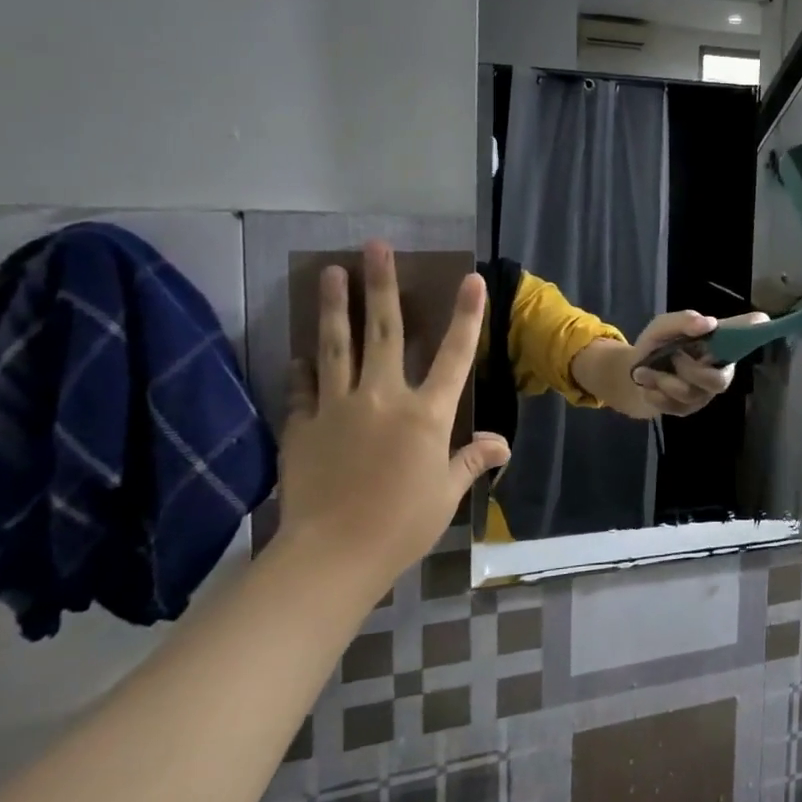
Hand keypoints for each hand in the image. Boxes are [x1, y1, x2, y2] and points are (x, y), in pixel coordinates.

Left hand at [278, 241, 509, 593]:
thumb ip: (472, 459)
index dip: (466, 315)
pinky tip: (300, 352)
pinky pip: (304, 388)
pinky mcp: (303, 426)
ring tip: (329, 272)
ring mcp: (338, 408)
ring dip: (335, 307)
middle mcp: (383, 398)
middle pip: (384, 332)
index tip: (470, 278)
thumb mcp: (446, 493)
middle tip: (375, 247)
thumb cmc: (402, 524)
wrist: (333, 554)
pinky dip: (304, 368)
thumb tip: (501, 442)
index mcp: (426, 414)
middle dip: (382, 285)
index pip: (454, 356)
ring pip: (337, 346)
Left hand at [624, 310, 769, 416]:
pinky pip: (674, 406)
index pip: (747, 336)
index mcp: (719, 345)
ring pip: (691, 394)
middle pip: (720, 382)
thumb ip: (683, 321)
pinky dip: (654, 393)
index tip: (762, 322)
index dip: (757, 332)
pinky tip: (647, 385)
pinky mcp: (687, 410)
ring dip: (663, 380)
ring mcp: (704, 393)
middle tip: (672, 357)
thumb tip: (708, 323)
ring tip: (644, 371)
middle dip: (690, 370)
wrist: (631, 373)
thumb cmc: (656, 344)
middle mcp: (718, 370)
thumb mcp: (663, 326)